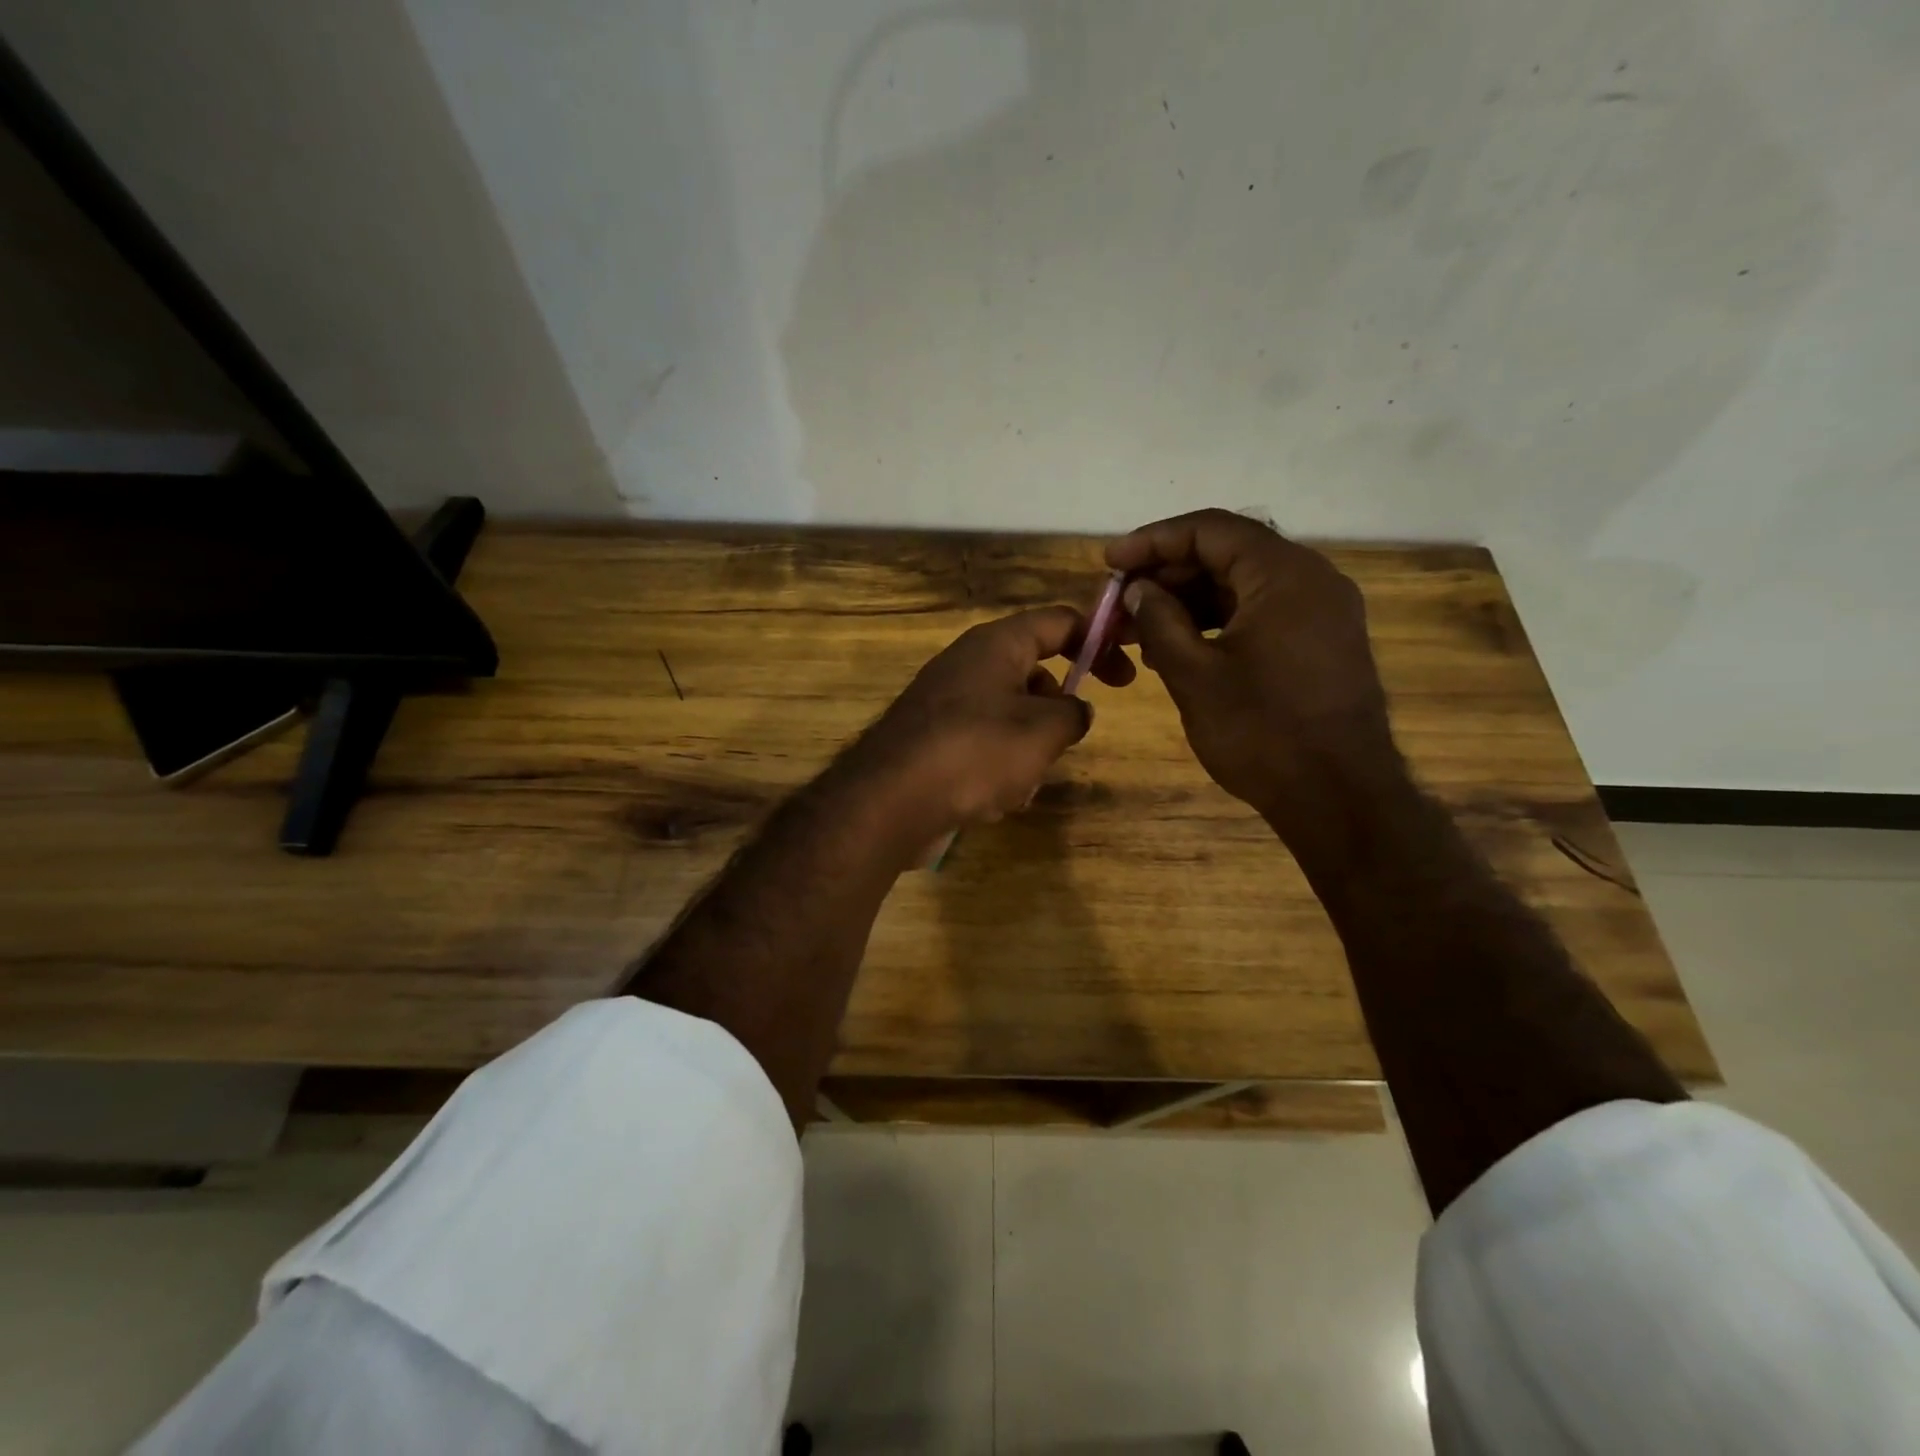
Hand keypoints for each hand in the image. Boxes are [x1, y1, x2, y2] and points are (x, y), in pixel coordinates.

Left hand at [845, 605, 1130, 842]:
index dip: (1099, 640)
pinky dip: (996, 770)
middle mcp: (968, 664)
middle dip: (1055, 710)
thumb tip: (1073, 710)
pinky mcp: (932, 741)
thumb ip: (1072, 713)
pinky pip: (982, 746)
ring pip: (1010, 717)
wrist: (890, 801)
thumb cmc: (976, 752)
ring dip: (1027, 751)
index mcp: (996, 645)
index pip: (1058, 621)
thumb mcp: (1043, 731)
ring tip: (1020, 783)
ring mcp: (946, 704)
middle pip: (1033, 672)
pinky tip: (991, 802)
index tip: (1126, 676)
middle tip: (1065, 741)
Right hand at [1105, 509, 1401, 845]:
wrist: (1339, 797)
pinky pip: (1262, 612)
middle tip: (1120, 602)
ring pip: (1243, 585)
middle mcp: (1312, 579)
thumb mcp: (1194, 675)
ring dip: (1189, 600)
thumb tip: (1138, 589)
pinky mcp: (1322, 642)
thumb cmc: (1262, 732)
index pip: (1210, 530)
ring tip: (1140, 628)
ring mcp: (1322, 611)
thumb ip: (1159, 621)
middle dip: (1168, 573)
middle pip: (1228, 553)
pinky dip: (1218, 621)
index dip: (1153, 541)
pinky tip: (1181, 646)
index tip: (1110, 564)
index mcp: (1284, 574)